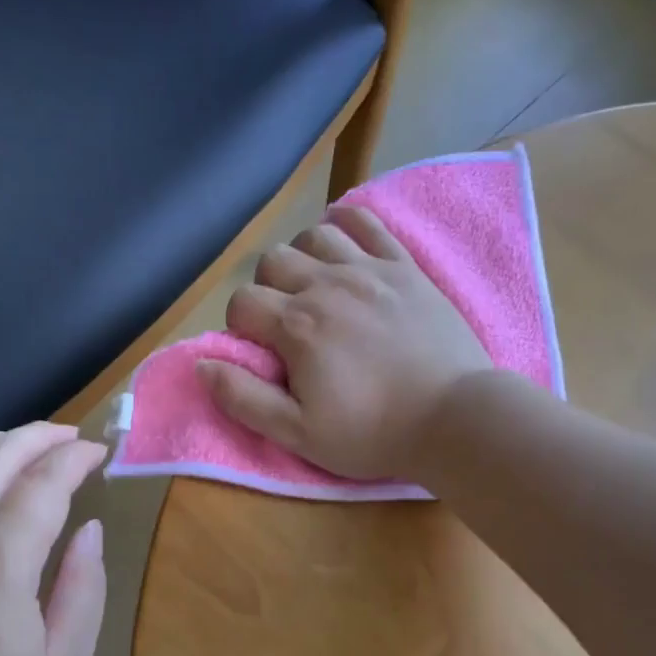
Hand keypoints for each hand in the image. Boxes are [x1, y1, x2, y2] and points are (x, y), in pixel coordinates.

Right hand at [199, 205, 490, 479]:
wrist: (453, 418)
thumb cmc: (372, 433)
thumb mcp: (298, 433)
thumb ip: (244, 398)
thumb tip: (202, 365)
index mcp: (297, 326)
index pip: (242, 302)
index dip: (241, 326)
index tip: (262, 351)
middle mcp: (327, 286)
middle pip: (272, 261)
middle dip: (267, 290)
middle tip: (288, 325)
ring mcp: (369, 270)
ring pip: (314, 236)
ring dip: (303, 258)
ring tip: (316, 289)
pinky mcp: (404, 267)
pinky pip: (366, 222)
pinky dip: (346, 223)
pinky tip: (343, 244)